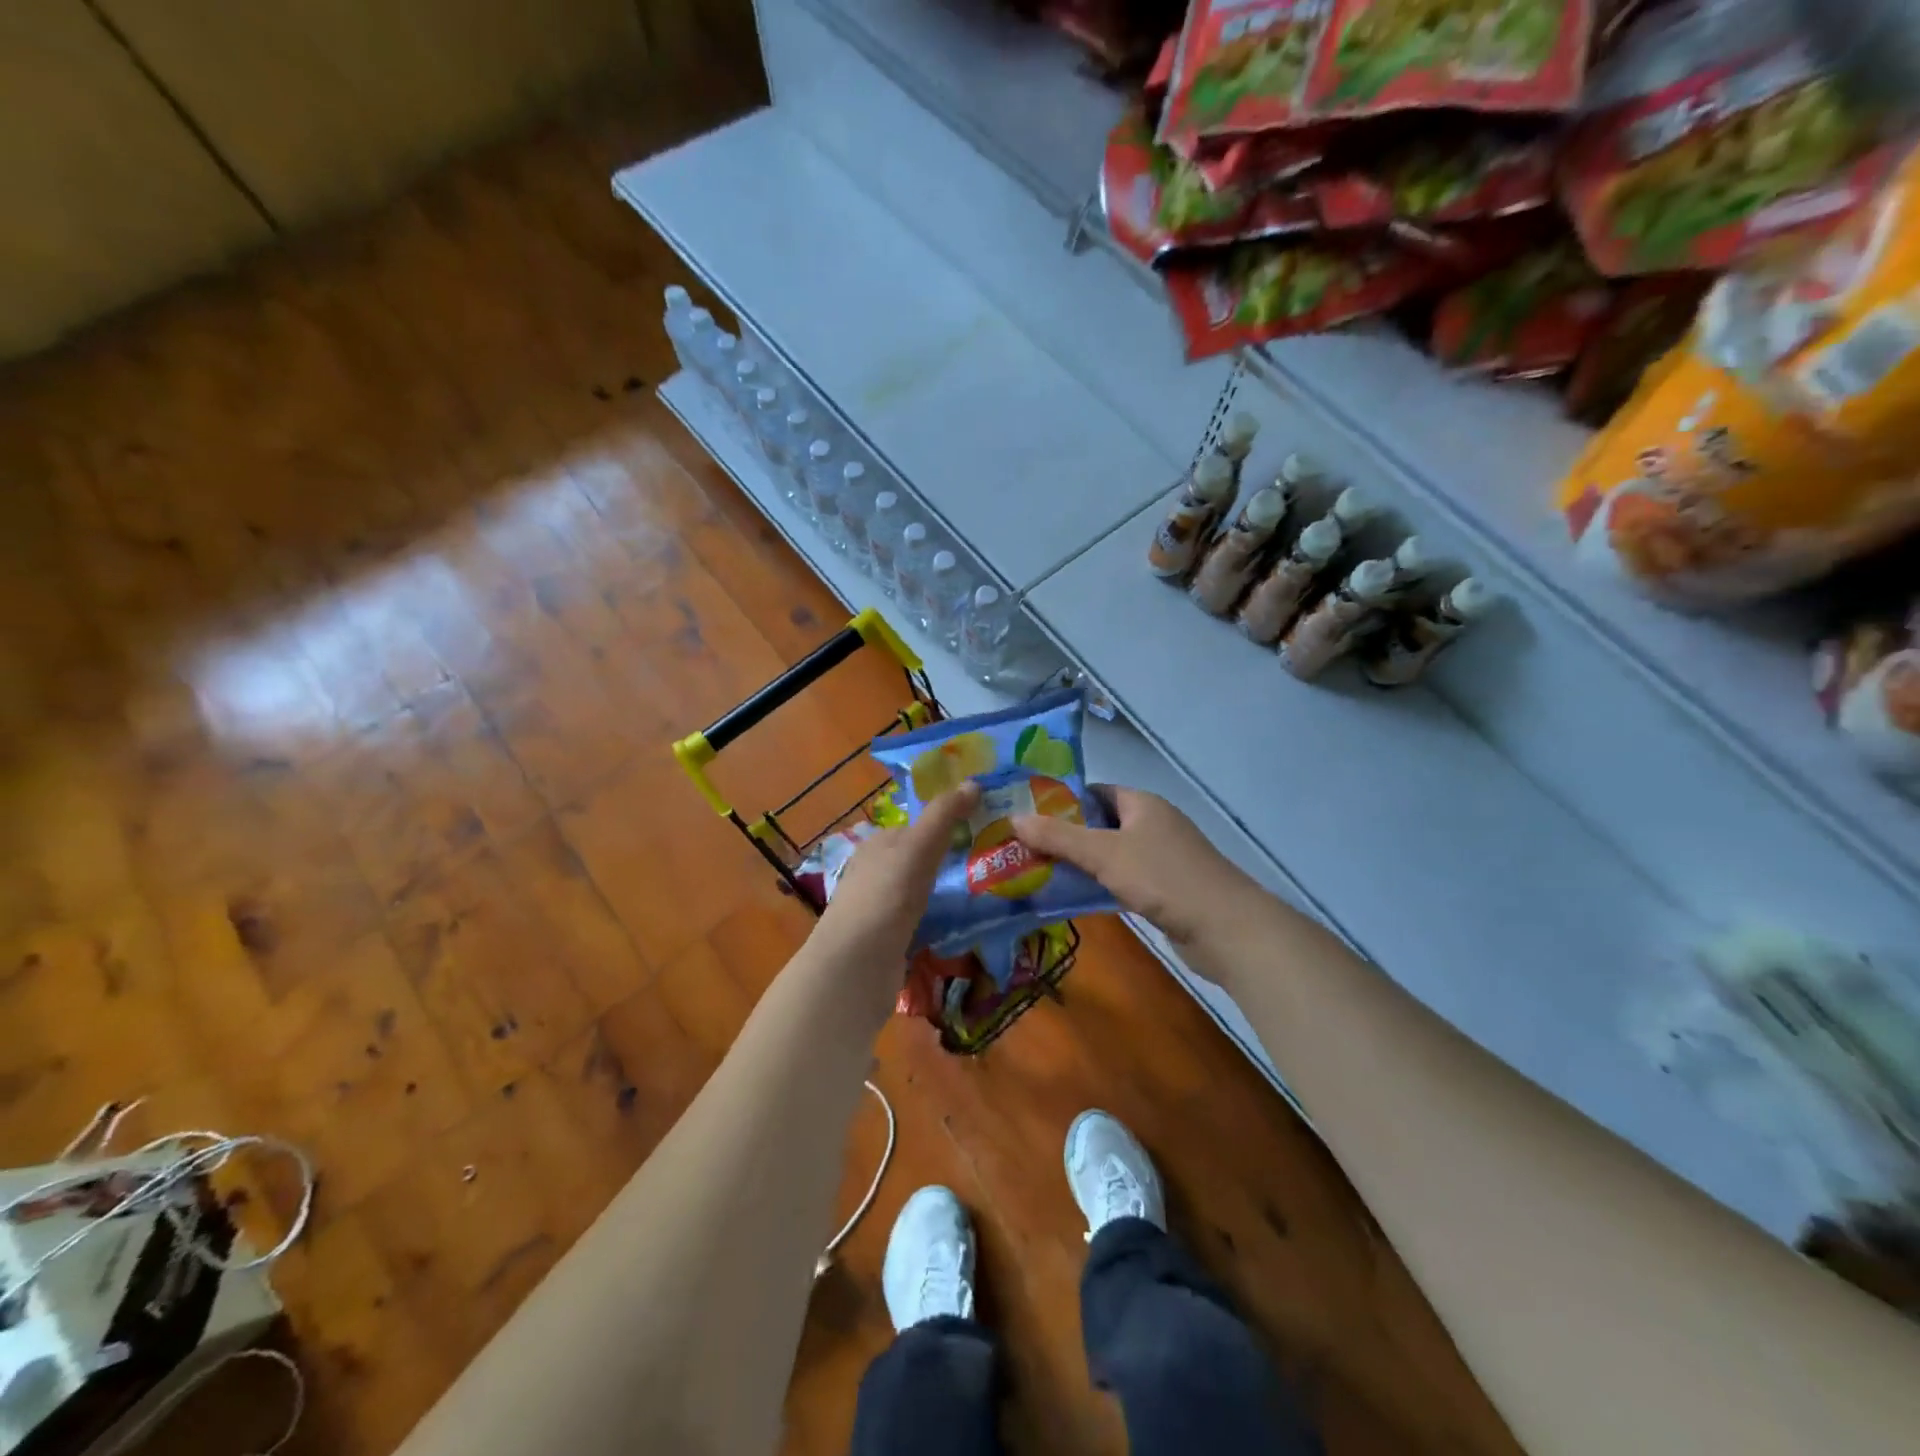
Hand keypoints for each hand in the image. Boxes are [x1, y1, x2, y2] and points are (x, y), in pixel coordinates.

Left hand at [816, 782, 979, 966]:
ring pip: (919, 892)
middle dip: (948, 861)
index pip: (915, 826)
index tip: (982, 829)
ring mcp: (878, 908)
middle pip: (917, 859)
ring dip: (945, 892)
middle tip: (991, 863)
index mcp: (877, 845)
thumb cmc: (887, 895)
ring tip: (985, 893)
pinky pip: (919, 922)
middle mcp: (873, 872)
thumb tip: (973, 781)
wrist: (857, 964)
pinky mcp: (886, 940)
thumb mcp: (919, 846)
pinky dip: (938, 920)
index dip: (945, 824)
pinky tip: (960, 925)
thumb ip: (944, 815)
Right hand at [1010, 785, 1263, 954]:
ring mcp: (1161, 858)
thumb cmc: (1163, 878)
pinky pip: (1122, 879)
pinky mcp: (1165, 889)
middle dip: (1065, 836)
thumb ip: (1059, 837)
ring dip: (1080, 863)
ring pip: (1110, 854)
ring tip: (1038, 872)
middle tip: (1024, 847)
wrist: (1225, 928)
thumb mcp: (1104, 854)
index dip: (1062, 801)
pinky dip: (1099, 885)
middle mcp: (1153, 824)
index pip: (1095, 791)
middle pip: (1100, 824)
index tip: (1028, 815)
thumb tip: (1014, 819)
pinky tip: (1073, 897)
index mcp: (1142, 804)